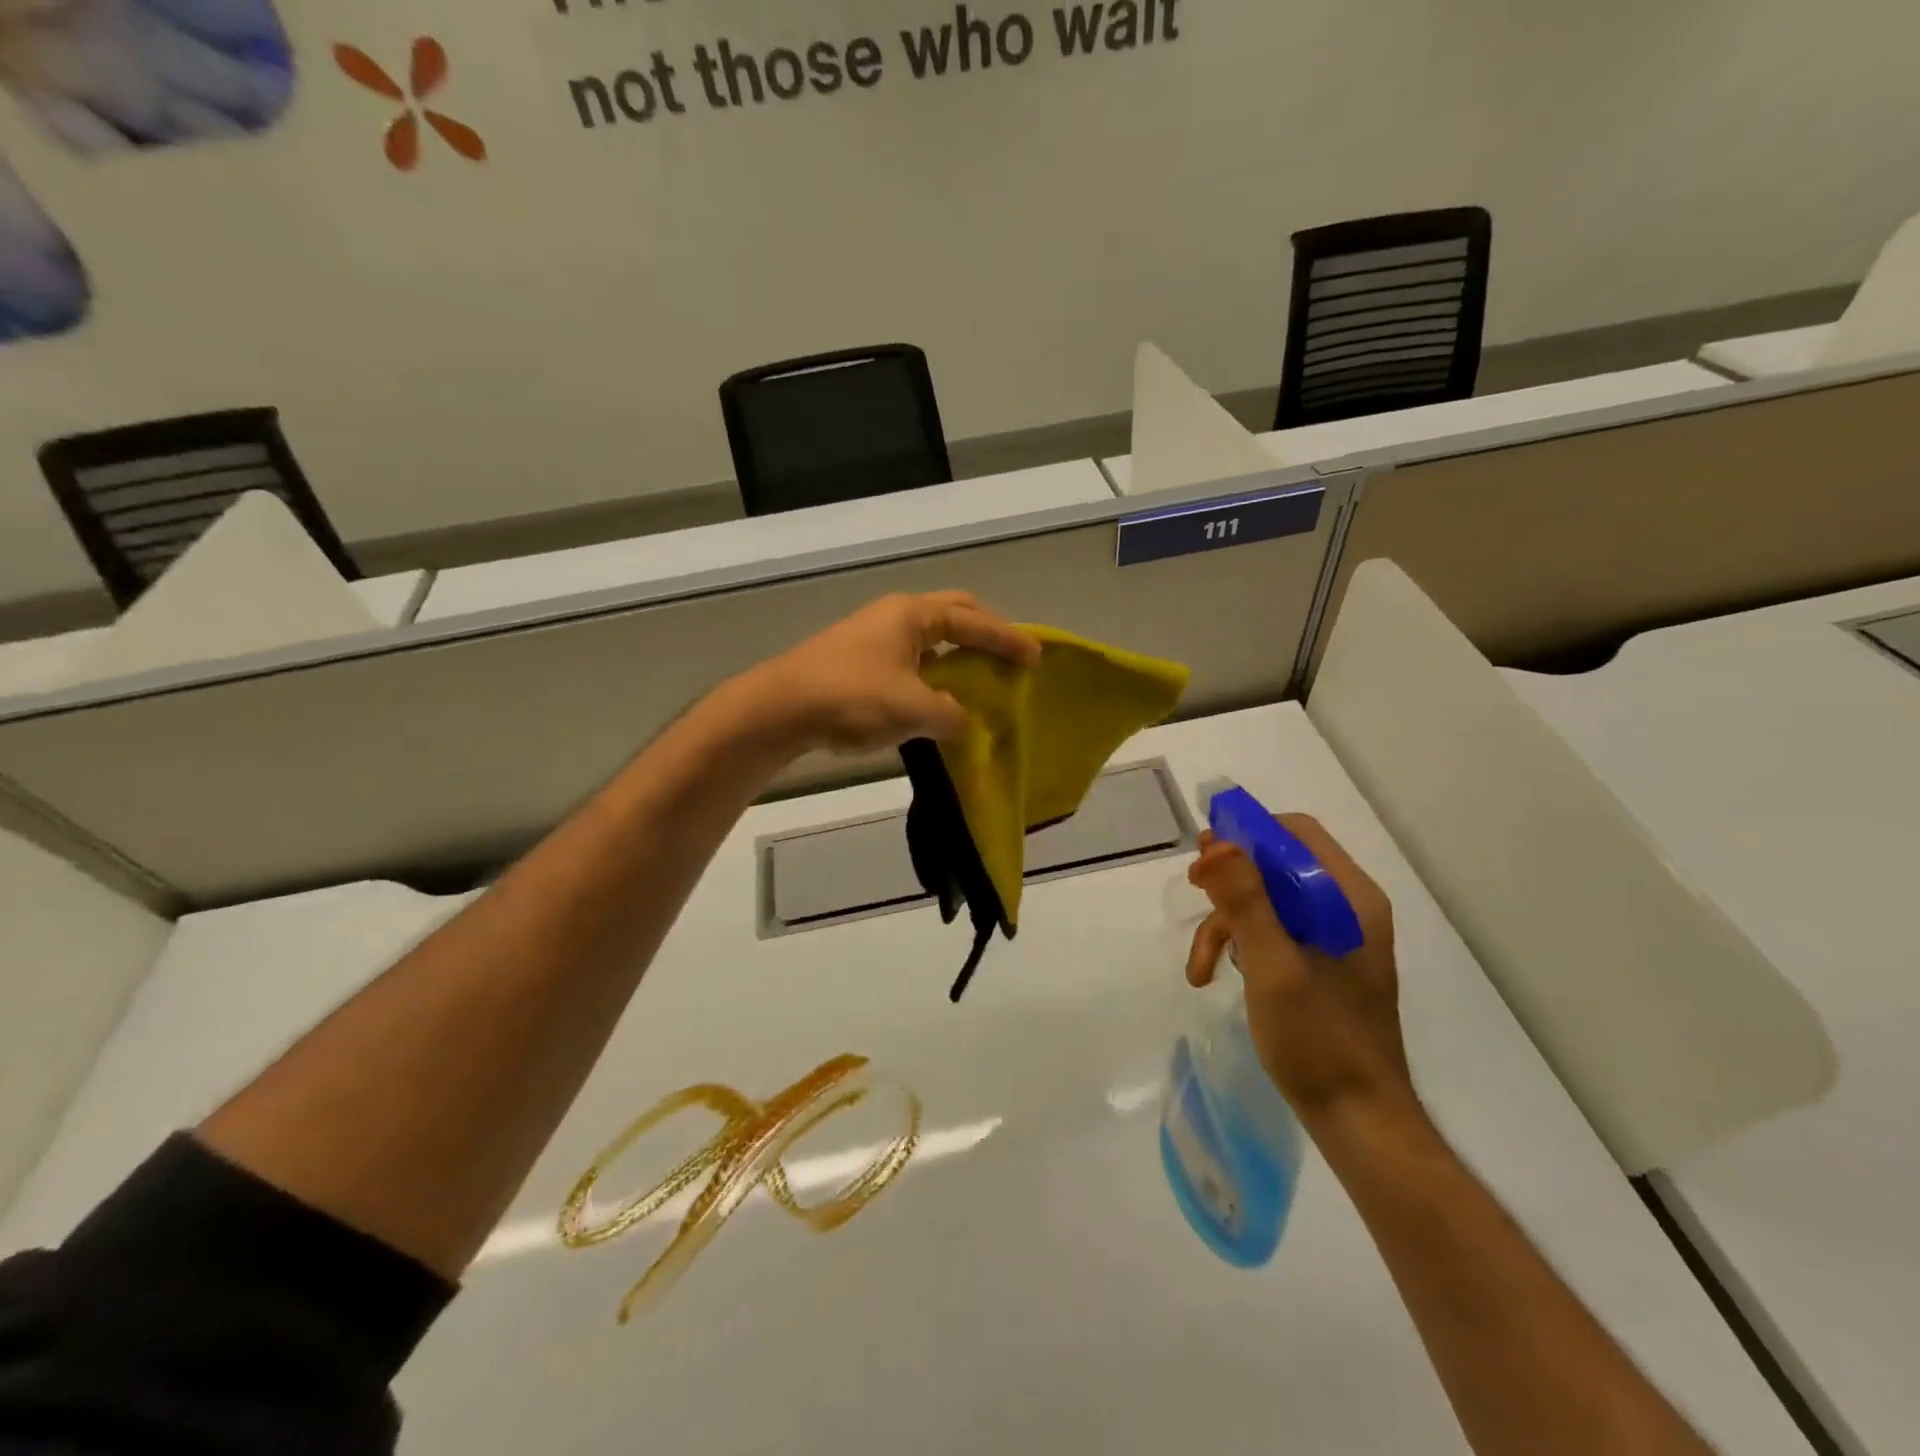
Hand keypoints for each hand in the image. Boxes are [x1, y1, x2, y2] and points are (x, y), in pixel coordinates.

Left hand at [743, 591, 1038, 753]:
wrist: (779, 708)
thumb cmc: (851, 697)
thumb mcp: (911, 709)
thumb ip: (949, 715)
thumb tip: (961, 721)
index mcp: (913, 615)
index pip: (974, 621)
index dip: (1008, 639)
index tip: (1036, 657)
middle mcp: (894, 616)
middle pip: (952, 614)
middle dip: (983, 631)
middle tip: (1007, 654)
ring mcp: (873, 636)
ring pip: (929, 638)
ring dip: (956, 654)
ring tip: (977, 679)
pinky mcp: (857, 660)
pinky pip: (910, 659)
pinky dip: (932, 673)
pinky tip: (935, 699)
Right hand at [1186, 814, 1418, 1127]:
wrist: (1358, 1121)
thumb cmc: (1320, 1041)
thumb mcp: (1273, 967)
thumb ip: (1246, 902)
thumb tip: (1217, 844)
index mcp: (1350, 899)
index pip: (1297, 833)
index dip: (1249, 834)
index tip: (1206, 854)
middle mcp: (1347, 908)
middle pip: (1278, 865)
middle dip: (1229, 880)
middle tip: (1193, 891)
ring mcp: (1335, 938)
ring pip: (1268, 900)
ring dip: (1226, 922)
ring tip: (1198, 964)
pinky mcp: (1321, 964)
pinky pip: (1273, 931)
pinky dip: (1239, 945)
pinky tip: (1212, 974)